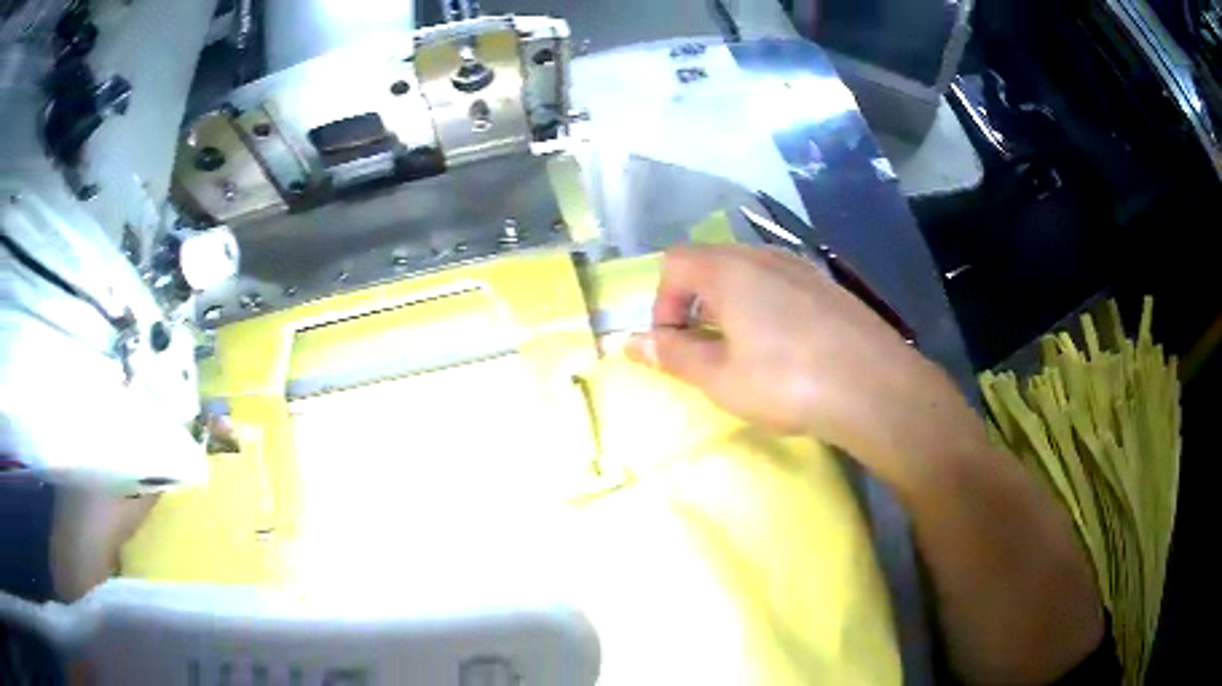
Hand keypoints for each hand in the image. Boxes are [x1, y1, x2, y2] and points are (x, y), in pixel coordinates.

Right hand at [625, 245, 985, 491]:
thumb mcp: (719, 379)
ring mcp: (800, 267)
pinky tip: (784, 346)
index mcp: (729, 271)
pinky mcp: (826, 285)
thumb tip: (631, 342)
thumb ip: (672, 356)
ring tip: (742, 350)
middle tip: (704, 349)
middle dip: (694, 303)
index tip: (672, 345)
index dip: (662, 303)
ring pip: (747, 273)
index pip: (674, 263)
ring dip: (729, 305)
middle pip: (710, 263)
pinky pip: (779, 283)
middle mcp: (762, 256)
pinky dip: (763, 306)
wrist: (874, 386)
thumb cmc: (787, 382)